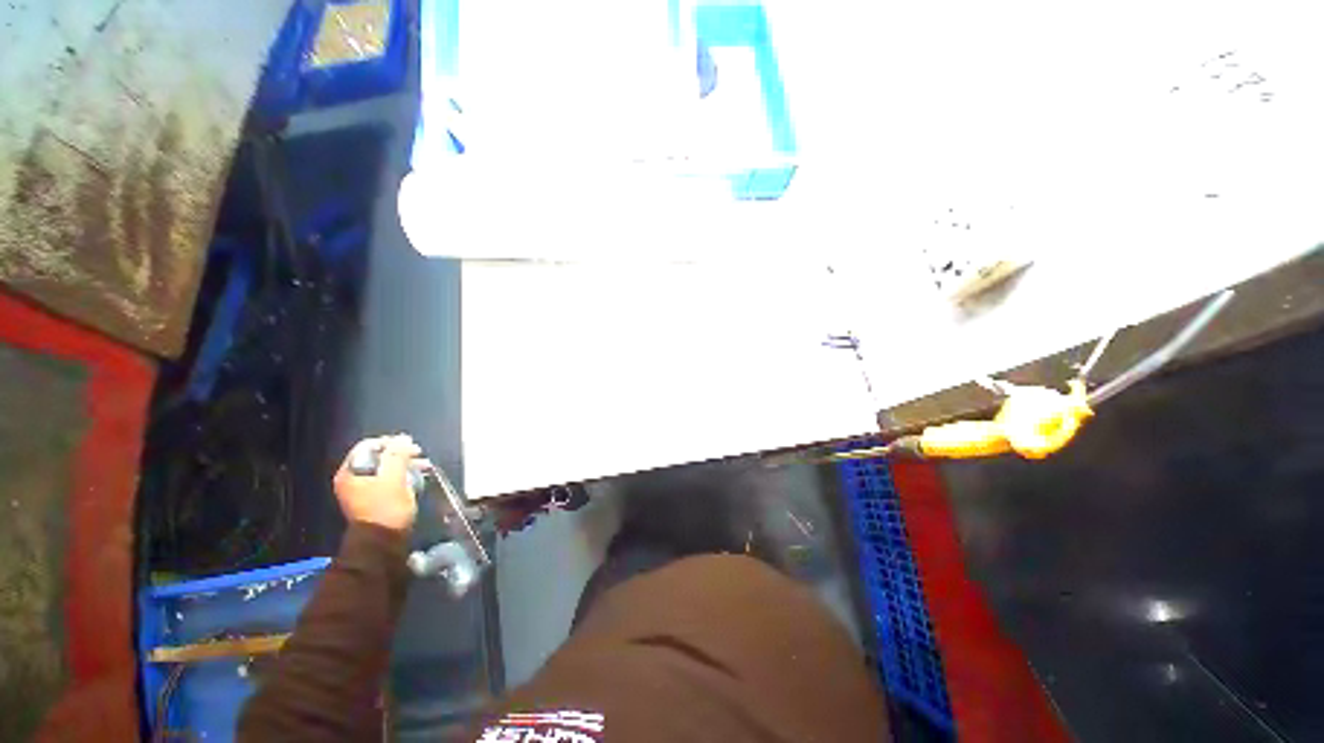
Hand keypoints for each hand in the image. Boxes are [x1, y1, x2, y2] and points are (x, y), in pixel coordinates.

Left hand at [333, 435, 421, 531]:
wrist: (382, 541)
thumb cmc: (387, 507)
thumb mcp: (394, 478)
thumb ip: (397, 455)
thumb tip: (403, 438)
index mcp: (350, 472)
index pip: (368, 446)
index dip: (390, 442)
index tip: (410, 445)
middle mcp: (351, 479)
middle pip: (377, 457)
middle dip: (400, 454)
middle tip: (419, 454)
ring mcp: (361, 490)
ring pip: (384, 468)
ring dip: (404, 464)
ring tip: (423, 466)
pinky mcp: (373, 499)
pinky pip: (387, 480)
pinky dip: (401, 475)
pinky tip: (416, 477)